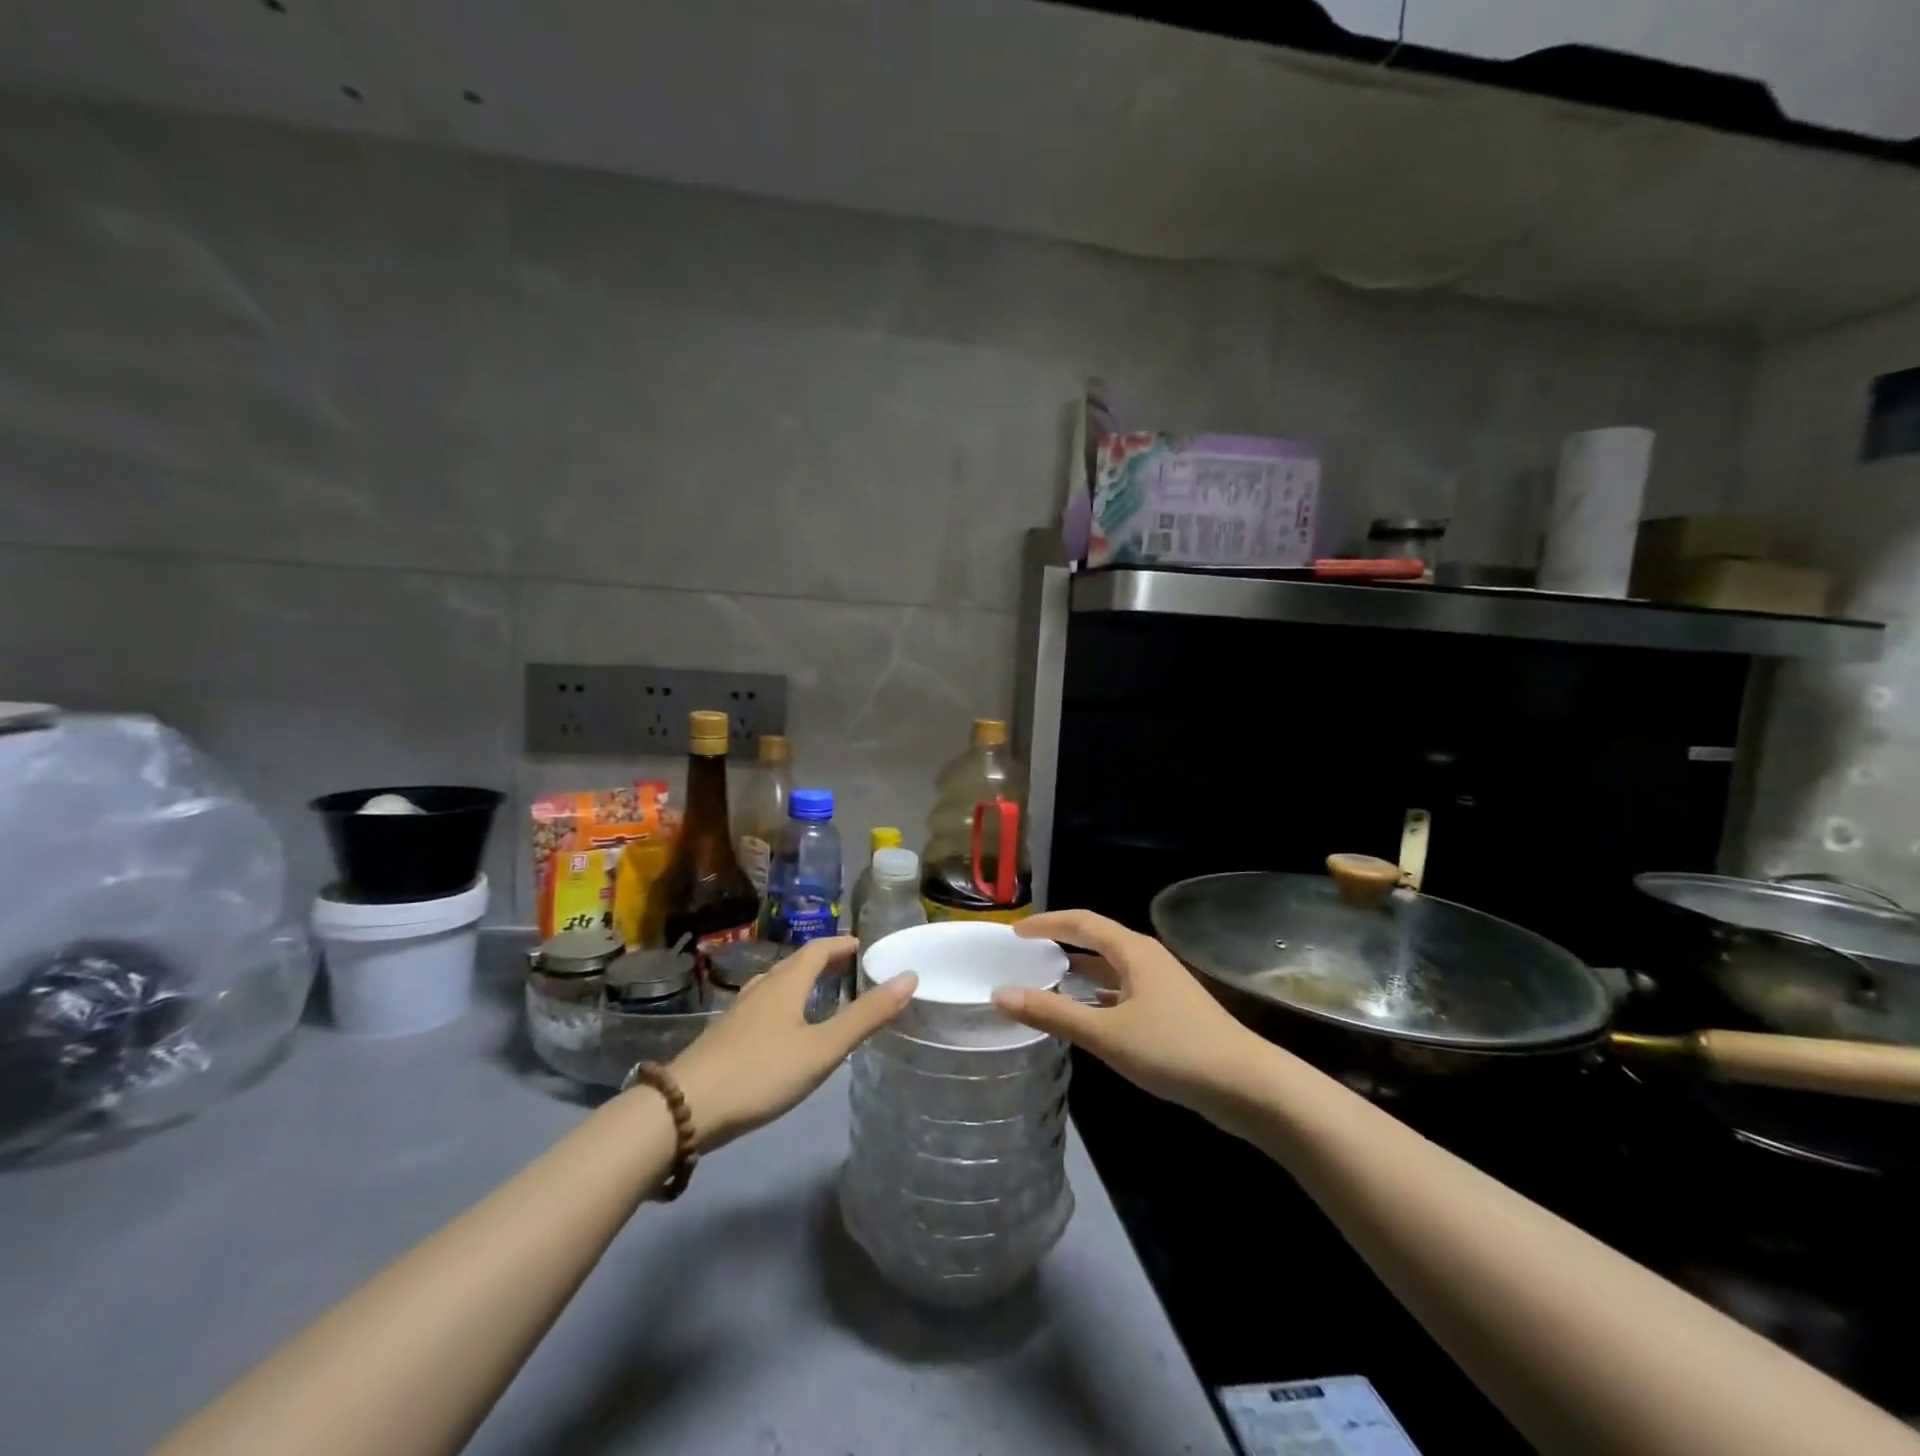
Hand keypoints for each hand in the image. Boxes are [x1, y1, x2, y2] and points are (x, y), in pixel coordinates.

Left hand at [667, 937, 914, 1151]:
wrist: (685, 1108)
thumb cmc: (761, 1072)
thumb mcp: (822, 1049)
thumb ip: (865, 1016)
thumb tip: (909, 977)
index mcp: (785, 983)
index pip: (817, 949)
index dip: (840, 944)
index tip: (861, 946)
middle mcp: (761, 988)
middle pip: (794, 964)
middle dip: (822, 961)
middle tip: (847, 967)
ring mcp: (737, 1012)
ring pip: (774, 985)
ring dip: (799, 981)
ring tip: (817, 993)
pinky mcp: (724, 1036)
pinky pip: (761, 1006)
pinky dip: (781, 1004)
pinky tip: (781, 1029)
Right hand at [993, 910, 1271, 1128]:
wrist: (1247, 1086)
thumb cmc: (1174, 1050)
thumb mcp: (1106, 1034)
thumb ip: (1053, 1013)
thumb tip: (1000, 994)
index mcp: (1133, 951)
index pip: (1082, 922)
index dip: (1047, 923)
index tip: (1015, 932)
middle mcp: (1147, 959)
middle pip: (1096, 940)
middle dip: (1061, 943)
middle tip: (1025, 955)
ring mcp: (1161, 985)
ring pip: (1111, 968)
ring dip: (1079, 971)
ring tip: (1046, 980)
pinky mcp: (1170, 1011)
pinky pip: (1122, 990)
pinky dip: (1098, 995)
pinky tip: (1085, 1014)